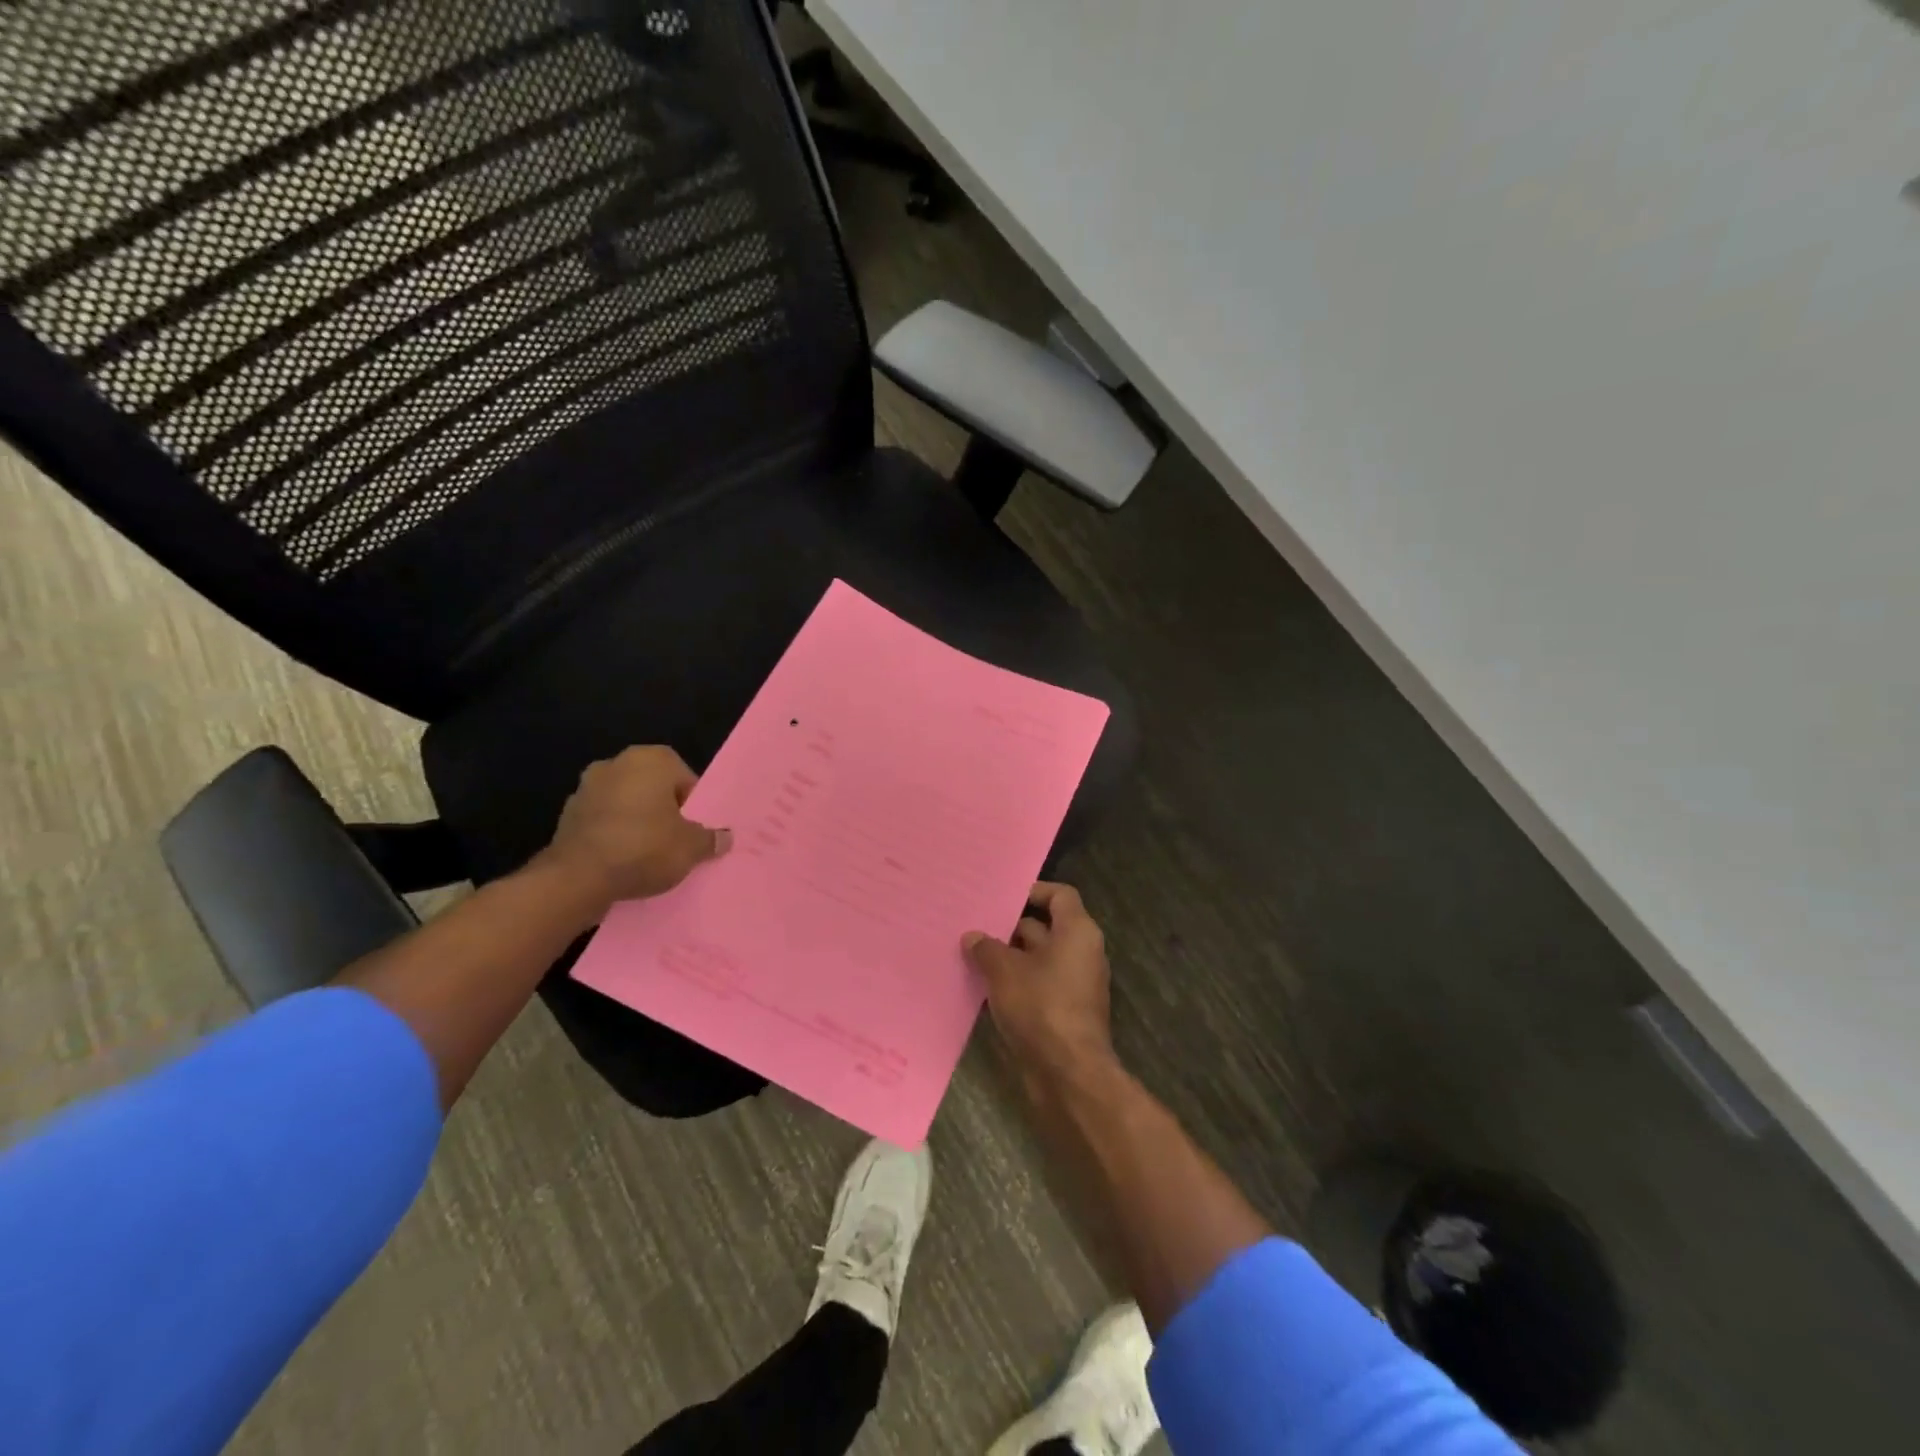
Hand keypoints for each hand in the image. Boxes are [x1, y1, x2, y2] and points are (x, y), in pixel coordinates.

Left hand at [538, 746, 730, 909]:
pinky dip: (613, 836)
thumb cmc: (644, 848)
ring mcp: (586, 788)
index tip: (694, 832)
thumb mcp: (691, 847)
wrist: (577, 879)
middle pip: (653, 789)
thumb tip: (724, 837)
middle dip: (663, 812)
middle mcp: (616, 763)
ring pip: (626, 805)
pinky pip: (603, 823)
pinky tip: (621, 862)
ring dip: (636, 823)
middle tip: (675, 842)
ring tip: (647, 856)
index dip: (693, 807)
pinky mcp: (566, 815)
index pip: (685, 779)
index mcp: (651, 759)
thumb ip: (710, 839)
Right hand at [962, 882, 1114, 1083]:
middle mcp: (1082, 953)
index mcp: (1077, 932)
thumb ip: (987, 948)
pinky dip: (1017, 983)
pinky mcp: (1066, 1012)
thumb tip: (973, 936)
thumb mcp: (1004, 971)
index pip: (1060, 895)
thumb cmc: (1040, 1007)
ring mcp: (1076, 984)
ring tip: (973, 955)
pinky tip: (986, 988)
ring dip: (1011, 958)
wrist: (1068, 1073)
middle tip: (977, 926)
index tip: (1002, 897)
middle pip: (1047, 927)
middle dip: (1012, 927)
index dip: (1033, 891)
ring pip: (1040, 959)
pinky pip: (1040, 985)